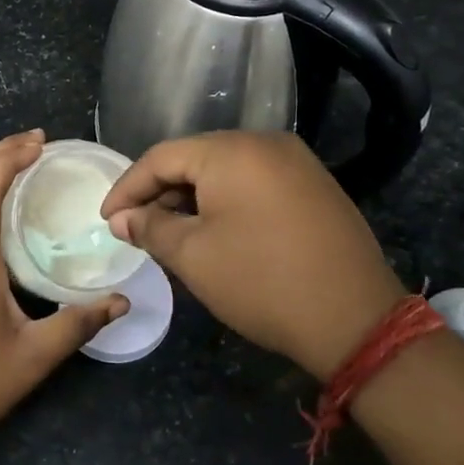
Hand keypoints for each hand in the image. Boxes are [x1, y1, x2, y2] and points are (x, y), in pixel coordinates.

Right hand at [101, 131, 406, 379]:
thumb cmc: (261, 282)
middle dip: (160, 194)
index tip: (108, 220)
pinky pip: (255, 184)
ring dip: (192, 200)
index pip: (162, 157)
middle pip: (195, 159)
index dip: (128, 188)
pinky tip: (214, 233)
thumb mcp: (193, 256)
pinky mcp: (315, 187)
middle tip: (137, 229)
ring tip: (171, 235)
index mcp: (232, 150)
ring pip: (226, 172)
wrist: (355, 320)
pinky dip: (226, 204)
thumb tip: (123, 219)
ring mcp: (297, 163)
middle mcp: (266, 143)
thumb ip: (151, 228)